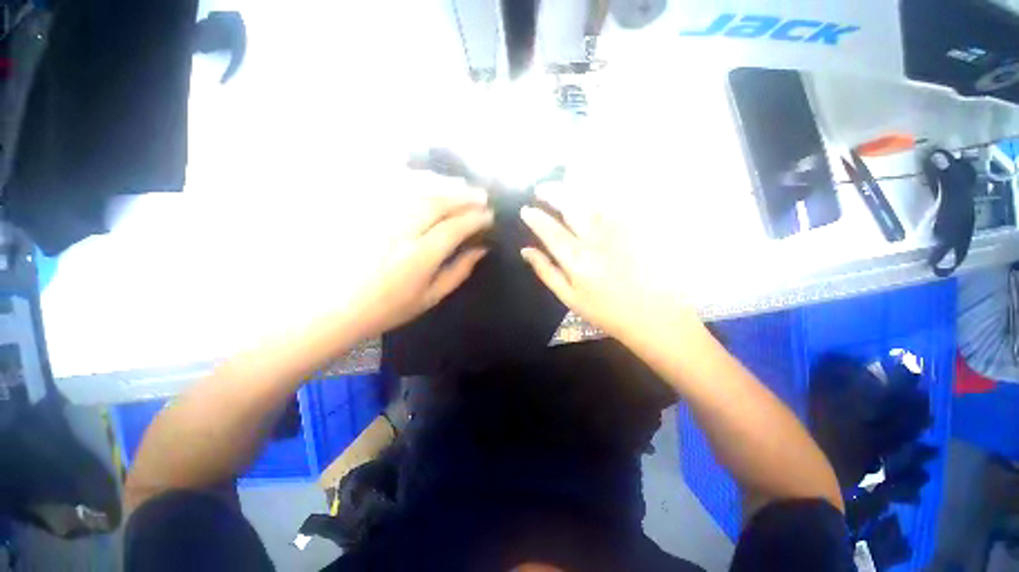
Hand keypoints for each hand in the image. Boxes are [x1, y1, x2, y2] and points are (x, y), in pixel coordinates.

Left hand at [344, 174, 493, 338]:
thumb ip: (458, 271)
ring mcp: (376, 215)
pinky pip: (387, 183)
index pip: (455, 227)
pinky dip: (410, 176)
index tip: (489, 215)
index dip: (475, 219)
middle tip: (481, 195)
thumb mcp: (429, 298)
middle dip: (464, 196)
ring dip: (443, 183)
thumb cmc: (386, 308)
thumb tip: (481, 250)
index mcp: (420, 256)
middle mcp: (400, 230)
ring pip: (416, 188)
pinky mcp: (358, 206)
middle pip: (438, 202)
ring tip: (460, 183)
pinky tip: (424, 176)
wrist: (331, 307)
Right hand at [519, 184, 696, 343]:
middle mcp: (595, 239)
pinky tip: (591, 192)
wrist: (651, 314)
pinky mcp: (636, 226)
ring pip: (593, 200)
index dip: (535, 218)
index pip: (550, 231)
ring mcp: (618, 230)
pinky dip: (600, 194)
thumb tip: (525, 251)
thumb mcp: (568, 297)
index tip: (525, 210)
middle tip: (540, 189)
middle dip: (552, 193)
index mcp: (576, 259)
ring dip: (574, 189)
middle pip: (570, 207)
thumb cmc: (605, 310)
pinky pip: (615, 203)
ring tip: (562, 184)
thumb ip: (546, 271)